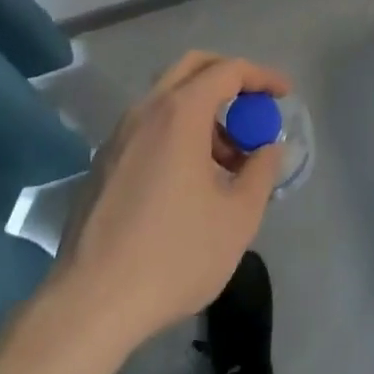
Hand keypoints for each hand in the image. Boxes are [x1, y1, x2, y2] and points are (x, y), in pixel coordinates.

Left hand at [52, 51, 289, 348]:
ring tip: (227, 159)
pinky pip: (148, 126)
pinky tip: (189, 180)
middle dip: (229, 77)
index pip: (228, 71)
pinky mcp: (102, 164)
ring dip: (203, 110)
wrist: (89, 306)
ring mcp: (118, 136)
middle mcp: (146, 111)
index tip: (284, 94)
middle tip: (253, 107)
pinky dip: (177, 131)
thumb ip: (261, 172)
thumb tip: (269, 148)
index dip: (262, 77)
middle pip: (192, 68)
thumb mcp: (238, 218)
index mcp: (180, 113)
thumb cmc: (173, 255)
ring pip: (168, 98)